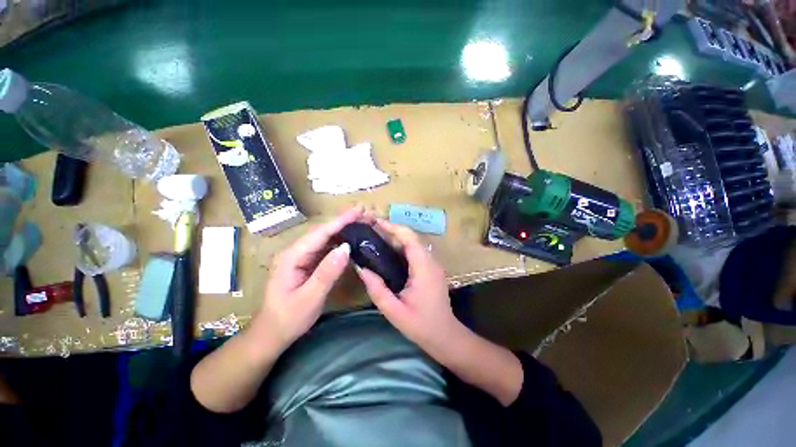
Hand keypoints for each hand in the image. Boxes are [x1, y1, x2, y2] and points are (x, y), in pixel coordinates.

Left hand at [252, 206, 362, 348]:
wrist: (272, 334)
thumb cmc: (288, 318)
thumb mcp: (309, 298)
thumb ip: (327, 272)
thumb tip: (346, 248)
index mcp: (292, 256)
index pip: (320, 233)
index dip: (341, 220)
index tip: (359, 210)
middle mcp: (296, 251)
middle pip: (324, 231)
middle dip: (345, 221)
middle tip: (366, 214)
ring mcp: (302, 257)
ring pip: (326, 238)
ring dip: (344, 229)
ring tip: (363, 222)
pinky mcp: (308, 263)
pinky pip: (326, 248)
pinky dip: (340, 241)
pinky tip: (352, 239)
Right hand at [356, 219, 463, 353]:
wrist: (446, 336)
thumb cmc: (421, 325)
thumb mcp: (394, 311)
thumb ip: (377, 289)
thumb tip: (361, 268)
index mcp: (424, 268)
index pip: (410, 238)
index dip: (393, 227)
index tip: (375, 223)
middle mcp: (431, 261)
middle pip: (411, 238)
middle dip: (392, 230)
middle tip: (371, 228)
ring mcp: (433, 264)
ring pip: (414, 244)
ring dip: (396, 238)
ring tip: (376, 236)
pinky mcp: (431, 269)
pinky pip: (415, 252)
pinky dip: (401, 247)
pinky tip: (388, 251)